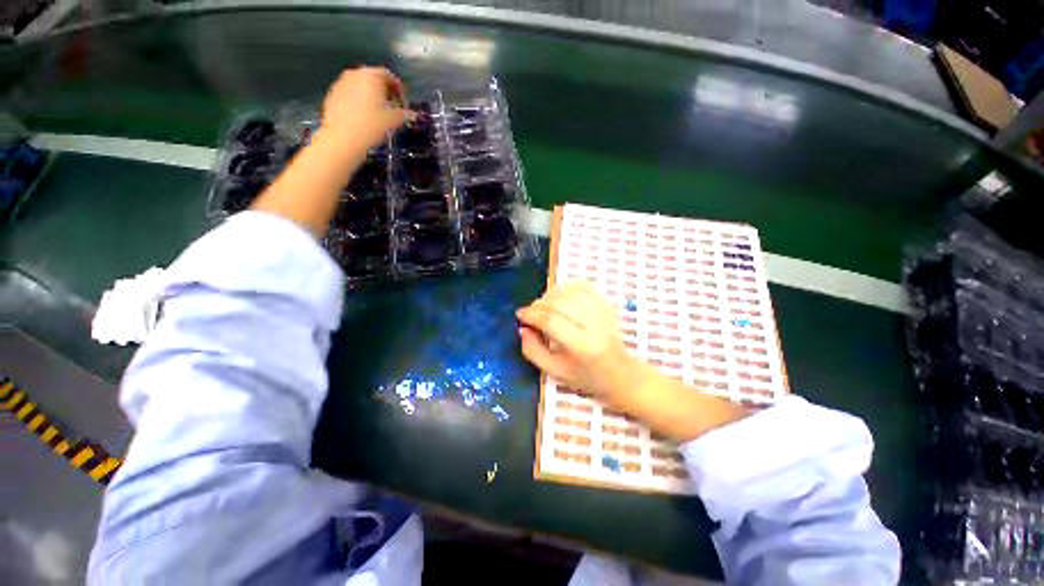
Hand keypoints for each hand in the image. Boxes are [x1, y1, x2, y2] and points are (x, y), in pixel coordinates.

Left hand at [318, 67, 412, 153]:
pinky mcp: (333, 94)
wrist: (343, 138)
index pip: (388, 75)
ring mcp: (341, 82)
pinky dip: (359, 100)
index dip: (398, 88)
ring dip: (371, 95)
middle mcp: (355, 74)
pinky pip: (350, 92)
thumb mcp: (393, 121)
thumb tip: (413, 114)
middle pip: (373, 77)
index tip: (403, 102)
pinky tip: (363, 116)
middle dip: (384, 90)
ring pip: (360, 84)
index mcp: (371, 76)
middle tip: (392, 107)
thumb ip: (404, 114)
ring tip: (378, 112)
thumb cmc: (372, 126)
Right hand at [516, 282, 656, 411]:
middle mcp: (595, 326)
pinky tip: (559, 295)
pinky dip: (568, 287)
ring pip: (571, 292)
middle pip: (560, 304)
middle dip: (539, 304)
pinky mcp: (607, 306)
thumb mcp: (556, 372)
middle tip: (530, 312)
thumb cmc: (587, 377)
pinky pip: (585, 287)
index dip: (532, 315)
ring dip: (551, 295)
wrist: (621, 374)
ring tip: (543, 305)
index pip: (552, 321)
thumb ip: (534, 351)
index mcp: (583, 346)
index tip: (520, 315)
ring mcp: (603, 313)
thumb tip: (523, 329)